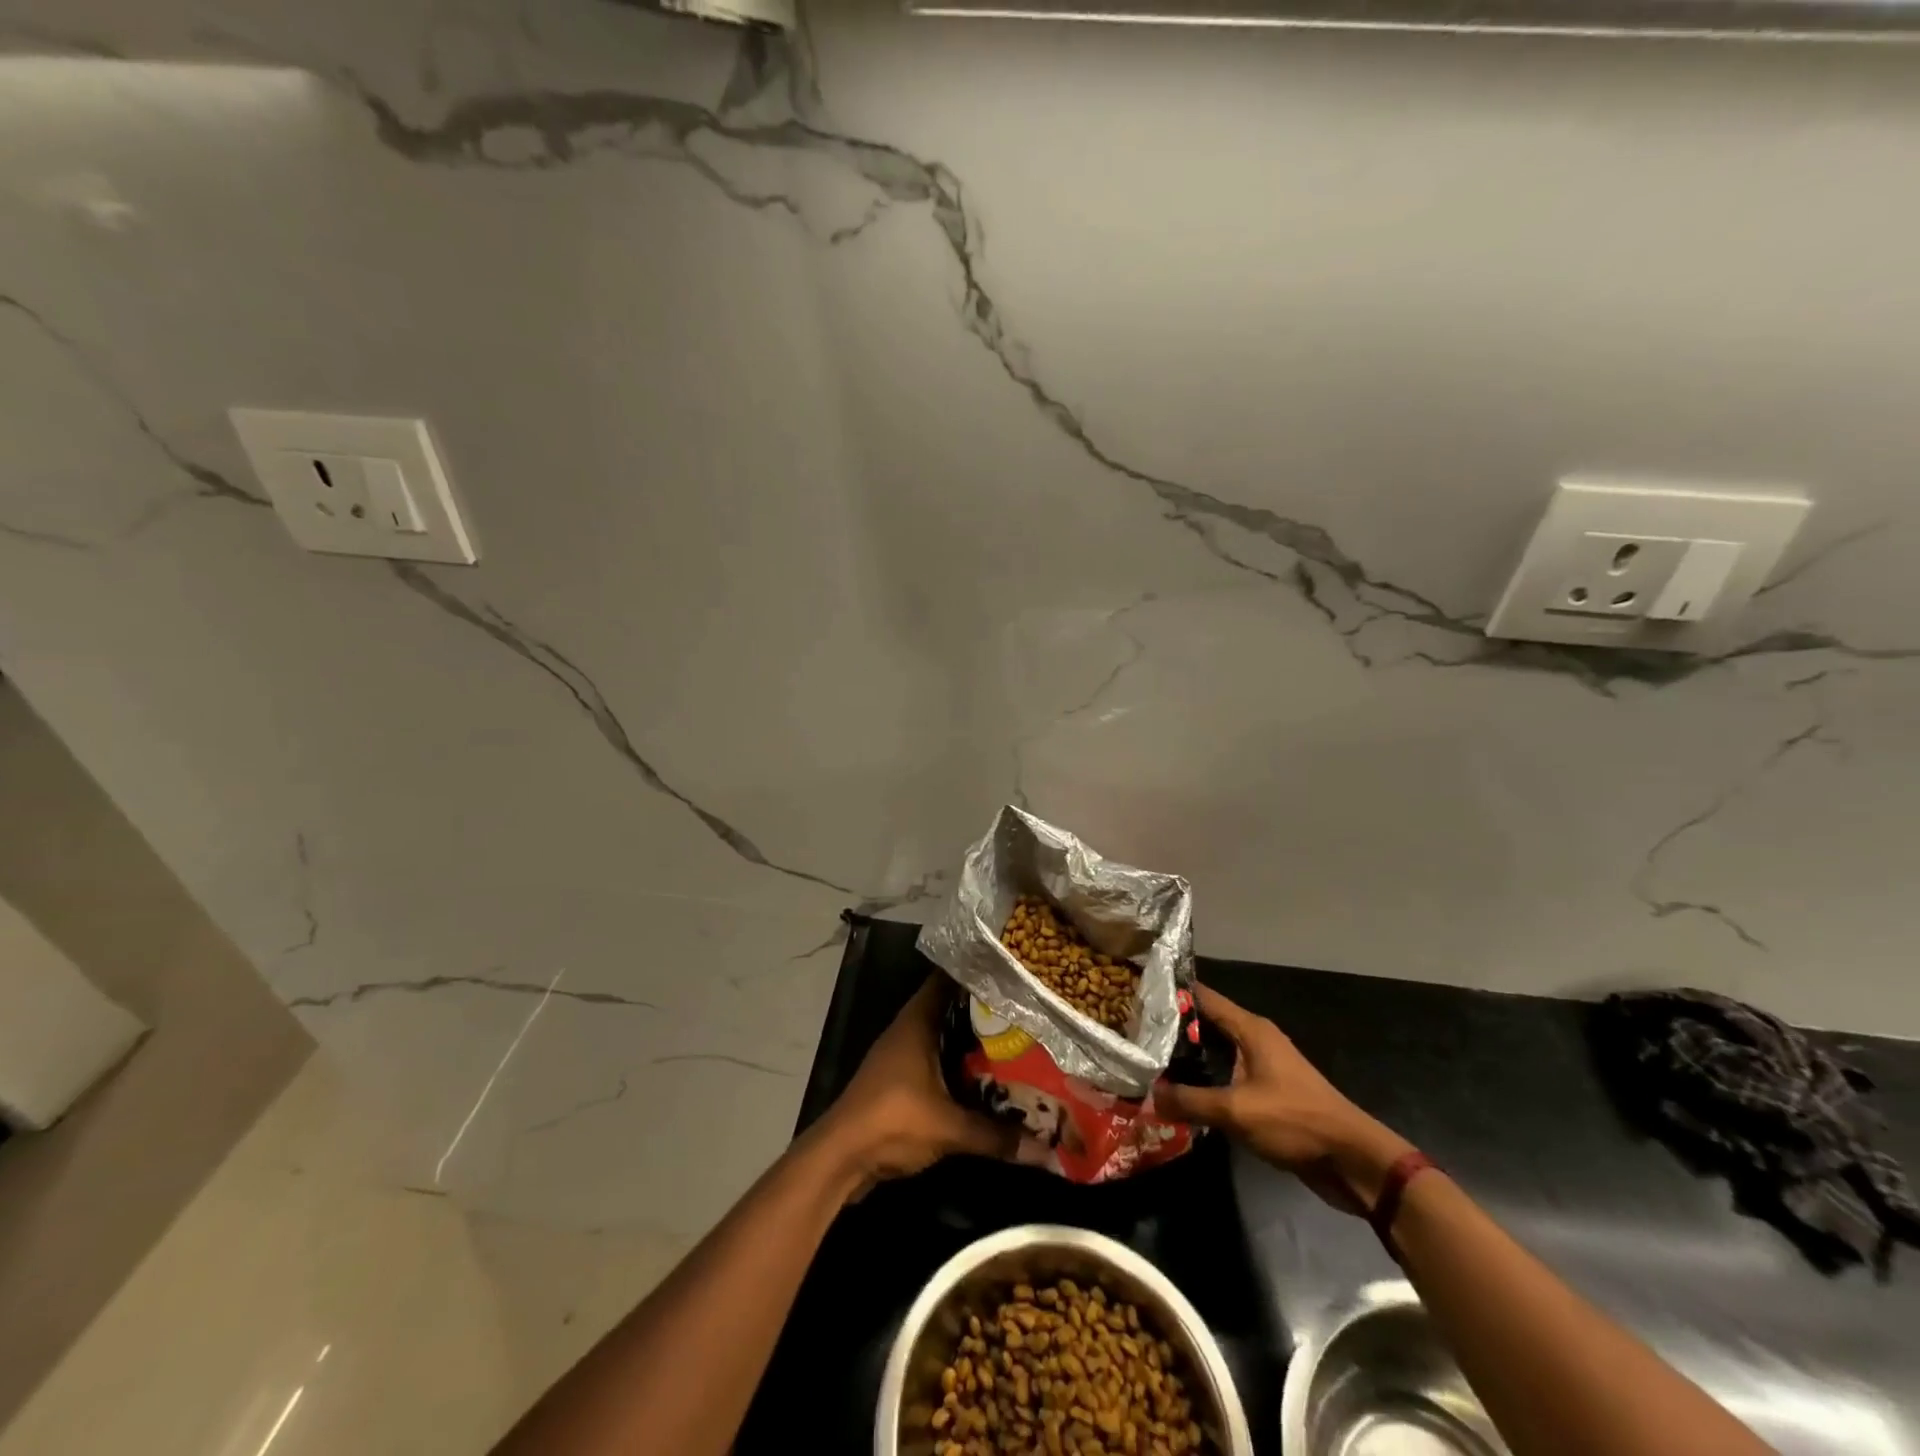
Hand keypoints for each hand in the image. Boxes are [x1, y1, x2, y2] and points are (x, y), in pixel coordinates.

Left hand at [815, 977, 1019, 1188]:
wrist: (840, 1158)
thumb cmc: (892, 1121)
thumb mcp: (949, 1128)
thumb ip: (996, 1136)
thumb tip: (1046, 1149)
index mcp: (917, 1022)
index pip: (947, 979)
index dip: (976, 972)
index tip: (1010, 972)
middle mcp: (908, 1030)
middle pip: (950, 1008)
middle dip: (983, 1010)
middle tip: (1024, 1011)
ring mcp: (900, 1055)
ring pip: (943, 1036)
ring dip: (970, 1040)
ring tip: (1014, 1041)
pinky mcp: (898, 1080)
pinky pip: (936, 1060)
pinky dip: (958, 1063)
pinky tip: (984, 1076)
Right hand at [1156, 985, 1413, 1215]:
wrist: (1353, 1162)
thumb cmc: (1296, 1121)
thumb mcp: (1236, 1111)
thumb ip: (1190, 1101)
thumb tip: (1148, 1096)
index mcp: (1251, 1030)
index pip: (1204, 997)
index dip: (1173, 993)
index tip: (1138, 993)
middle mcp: (1256, 1041)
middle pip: (1207, 1024)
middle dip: (1174, 1028)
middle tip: (1134, 1032)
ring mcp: (1263, 1068)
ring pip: (1216, 1054)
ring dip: (1188, 1059)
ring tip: (1149, 1062)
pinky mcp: (1267, 1095)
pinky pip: (1227, 1079)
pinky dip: (1205, 1082)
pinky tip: (1181, 1095)